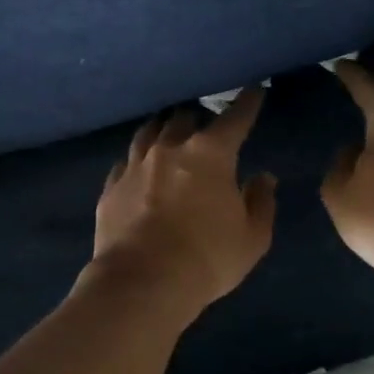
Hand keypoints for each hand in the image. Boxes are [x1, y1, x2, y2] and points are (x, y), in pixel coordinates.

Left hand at [87, 87, 277, 320]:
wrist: (142, 282)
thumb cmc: (207, 259)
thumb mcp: (252, 238)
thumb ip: (261, 202)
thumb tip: (262, 178)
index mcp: (210, 154)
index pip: (234, 118)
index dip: (247, 103)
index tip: (254, 91)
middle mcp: (169, 149)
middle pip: (184, 118)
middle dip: (198, 118)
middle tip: (205, 127)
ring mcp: (135, 166)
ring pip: (149, 132)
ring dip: (163, 130)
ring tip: (168, 134)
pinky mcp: (111, 187)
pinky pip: (125, 162)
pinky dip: (137, 160)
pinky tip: (138, 167)